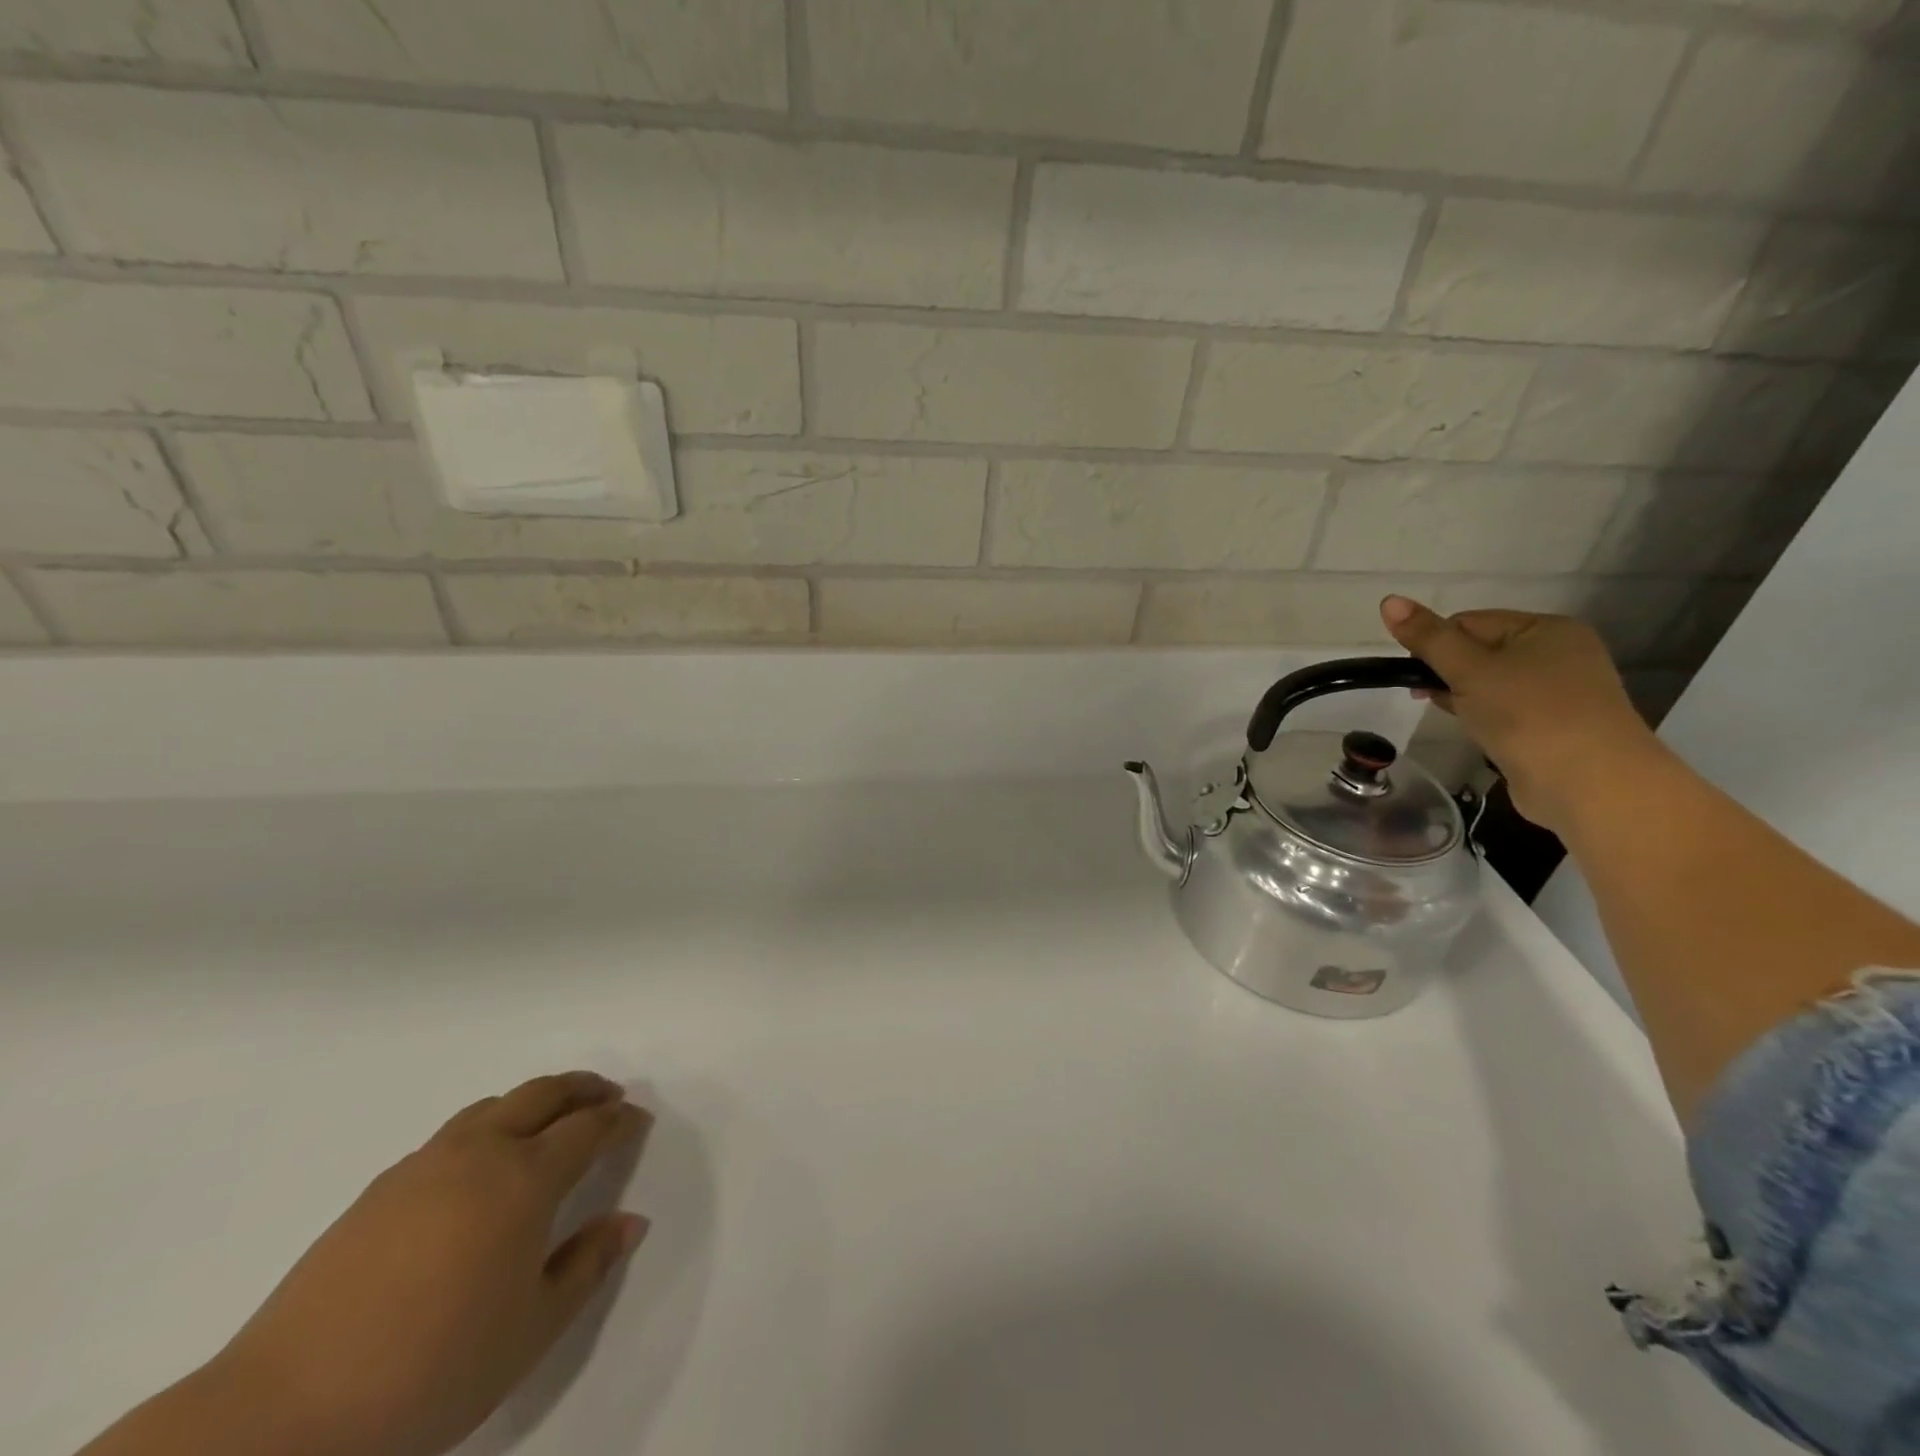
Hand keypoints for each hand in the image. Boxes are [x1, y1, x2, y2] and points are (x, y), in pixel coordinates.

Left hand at [203, 1072, 651, 1455]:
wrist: (282, 1417)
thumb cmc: (432, 1370)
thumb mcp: (532, 1329)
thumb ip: (588, 1265)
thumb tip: (629, 1221)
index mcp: (525, 1179)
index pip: (589, 1128)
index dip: (619, 1120)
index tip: (639, 1121)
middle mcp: (480, 1153)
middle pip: (543, 1094)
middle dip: (583, 1088)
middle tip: (609, 1095)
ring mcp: (424, 1165)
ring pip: (494, 1106)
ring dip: (534, 1100)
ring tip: (550, 1119)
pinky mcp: (379, 1189)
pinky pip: (453, 1134)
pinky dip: (488, 1127)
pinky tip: (480, 1167)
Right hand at [1380, 595, 1664, 833]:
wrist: (1589, 783)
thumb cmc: (1528, 714)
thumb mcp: (1469, 670)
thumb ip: (1428, 638)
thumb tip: (1388, 600)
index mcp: (1546, 629)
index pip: (1469, 622)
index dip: (1436, 645)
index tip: (1416, 675)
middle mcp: (1559, 653)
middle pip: (1480, 652)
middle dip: (1448, 673)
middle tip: (1427, 697)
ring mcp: (1560, 692)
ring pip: (1490, 684)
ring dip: (1464, 697)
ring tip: (1458, 718)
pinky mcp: (1554, 726)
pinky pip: (1505, 710)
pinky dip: (1484, 717)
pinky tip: (1476, 731)